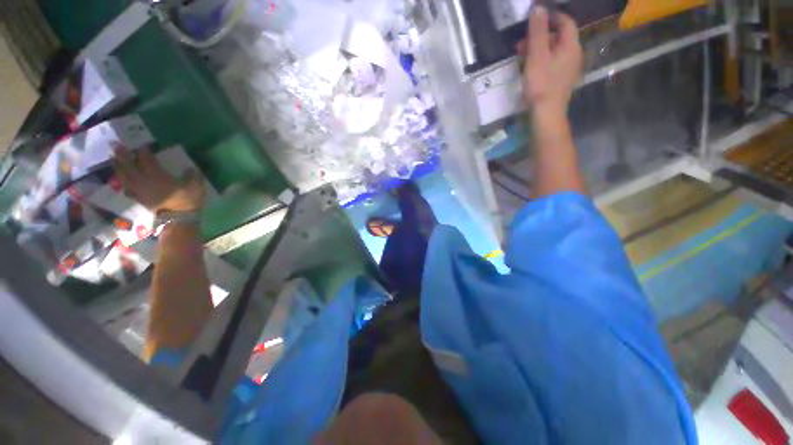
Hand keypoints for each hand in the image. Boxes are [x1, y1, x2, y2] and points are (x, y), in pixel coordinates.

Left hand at [112, 146, 205, 214]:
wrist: (179, 220)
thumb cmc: (187, 201)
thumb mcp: (196, 187)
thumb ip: (192, 176)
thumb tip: (190, 169)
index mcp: (157, 175)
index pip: (147, 159)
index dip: (144, 150)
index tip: (143, 144)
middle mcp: (144, 180)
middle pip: (129, 165)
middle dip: (123, 155)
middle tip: (116, 145)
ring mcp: (139, 190)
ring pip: (124, 175)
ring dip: (118, 166)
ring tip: (113, 158)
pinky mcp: (139, 199)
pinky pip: (126, 187)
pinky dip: (122, 181)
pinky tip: (121, 178)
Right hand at [518, 6, 582, 113]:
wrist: (546, 114)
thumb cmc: (541, 84)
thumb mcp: (537, 55)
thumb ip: (538, 31)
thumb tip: (538, 7)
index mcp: (570, 46)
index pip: (566, 22)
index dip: (552, 17)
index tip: (536, 18)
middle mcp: (574, 55)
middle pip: (560, 37)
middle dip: (541, 36)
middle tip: (522, 42)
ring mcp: (569, 70)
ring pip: (555, 52)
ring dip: (539, 50)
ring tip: (522, 57)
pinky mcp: (562, 82)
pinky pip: (553, 64)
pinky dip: (542, 61)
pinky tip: (530, 69)